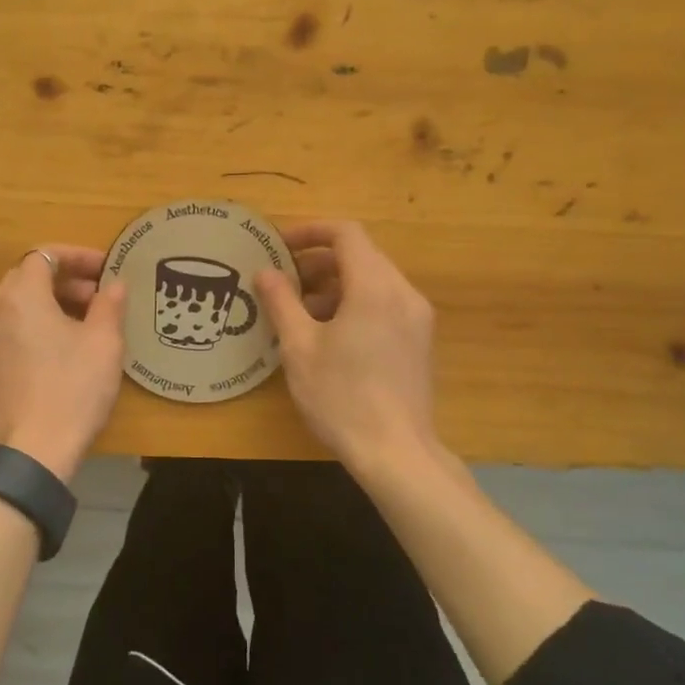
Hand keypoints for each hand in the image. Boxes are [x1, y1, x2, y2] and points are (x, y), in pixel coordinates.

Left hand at [0, 246, 127, 482]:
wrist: (29, 455)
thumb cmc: (72, 391)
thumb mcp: (104, 344)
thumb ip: (109, 305)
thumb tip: (113, 284)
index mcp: (19, 298)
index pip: (43, 255)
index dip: (76, 256)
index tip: (104, 269)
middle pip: (25, 279)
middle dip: (63, 281)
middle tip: (96, 298)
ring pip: (12, 309)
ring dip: (46, 307)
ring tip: (78, 327)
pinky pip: (3, 336)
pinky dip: (28, 332)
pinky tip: (53, 358)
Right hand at [256, 221, 438, 469]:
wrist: (396, 453)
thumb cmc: (341, 397)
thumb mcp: (299, 348)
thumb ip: (281, 302)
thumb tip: (265, 272)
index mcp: (374, 287)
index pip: (346, 234)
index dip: (310, 231)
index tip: (280, 246)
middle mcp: (403, 293)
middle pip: (361, 255)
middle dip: (318, 261)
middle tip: (283, 282)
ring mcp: (417, 318)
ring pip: (373, 280)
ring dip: (335, 284)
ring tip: (300, 313)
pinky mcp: (419, 340)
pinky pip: (384, 303)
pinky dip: (355, 303)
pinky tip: (329, 335)